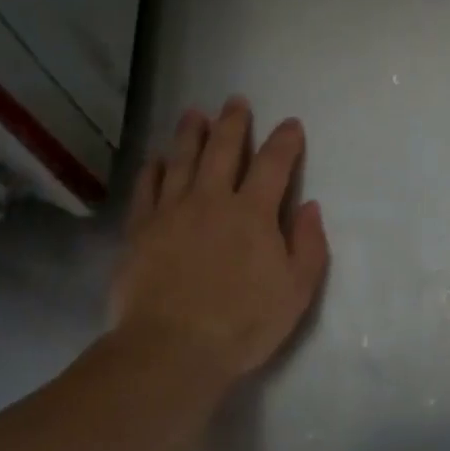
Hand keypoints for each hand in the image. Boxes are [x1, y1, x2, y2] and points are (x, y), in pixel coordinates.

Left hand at [109, 98, 328, 392]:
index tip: (290, 124)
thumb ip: (308, 245)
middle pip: (223, 150)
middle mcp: (212, 200)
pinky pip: (147, 188)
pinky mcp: (140, 230)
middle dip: (233, 123)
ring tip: (194, 113)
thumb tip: (310, 207)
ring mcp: (172, 212)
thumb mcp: (296, 291)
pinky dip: (153, 169)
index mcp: (253, 213)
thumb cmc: (242, 324)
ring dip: (190, 134)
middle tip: (235, 101)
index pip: (274, 164)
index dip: (285, 141)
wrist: (172, 349)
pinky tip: (156, 159)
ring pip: (182, 160)